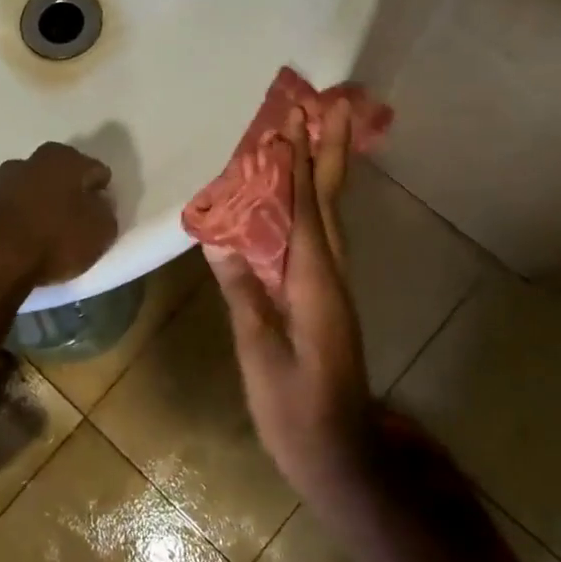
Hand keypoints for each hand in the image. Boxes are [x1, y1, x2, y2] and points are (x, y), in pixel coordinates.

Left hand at [0, 142, 117, 307]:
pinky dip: (23, 219)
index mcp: (65, 157)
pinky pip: (15, 209)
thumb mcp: (101, 231)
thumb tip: (97, 204)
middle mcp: (32, 159)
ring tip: (51, 235)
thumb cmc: (55, 239)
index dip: (102, 193)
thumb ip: (105, 211)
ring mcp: (3, 180)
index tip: (102, 215)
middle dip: (71, 194)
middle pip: (62, 176)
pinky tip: (27, 240)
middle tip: (79, 223)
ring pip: (35, 190)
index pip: (96, 171)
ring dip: (44, 205)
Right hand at [206, 100, 372, 499]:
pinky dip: (314, 208)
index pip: (303, 212)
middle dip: (330, 154)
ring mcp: (335, 289)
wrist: (340, 453)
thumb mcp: (260, 354)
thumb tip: (220, 241)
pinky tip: (303, 200)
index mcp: (315, 286)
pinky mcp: (329, 301)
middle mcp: (333, 277)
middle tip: (330, 107)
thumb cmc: (295, 409)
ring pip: (331, 219)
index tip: (291, 123)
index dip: (295, 167)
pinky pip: (321, 239)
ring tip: (321, 137)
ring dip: (327, 174)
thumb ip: (243, 294)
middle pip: (330, 204)